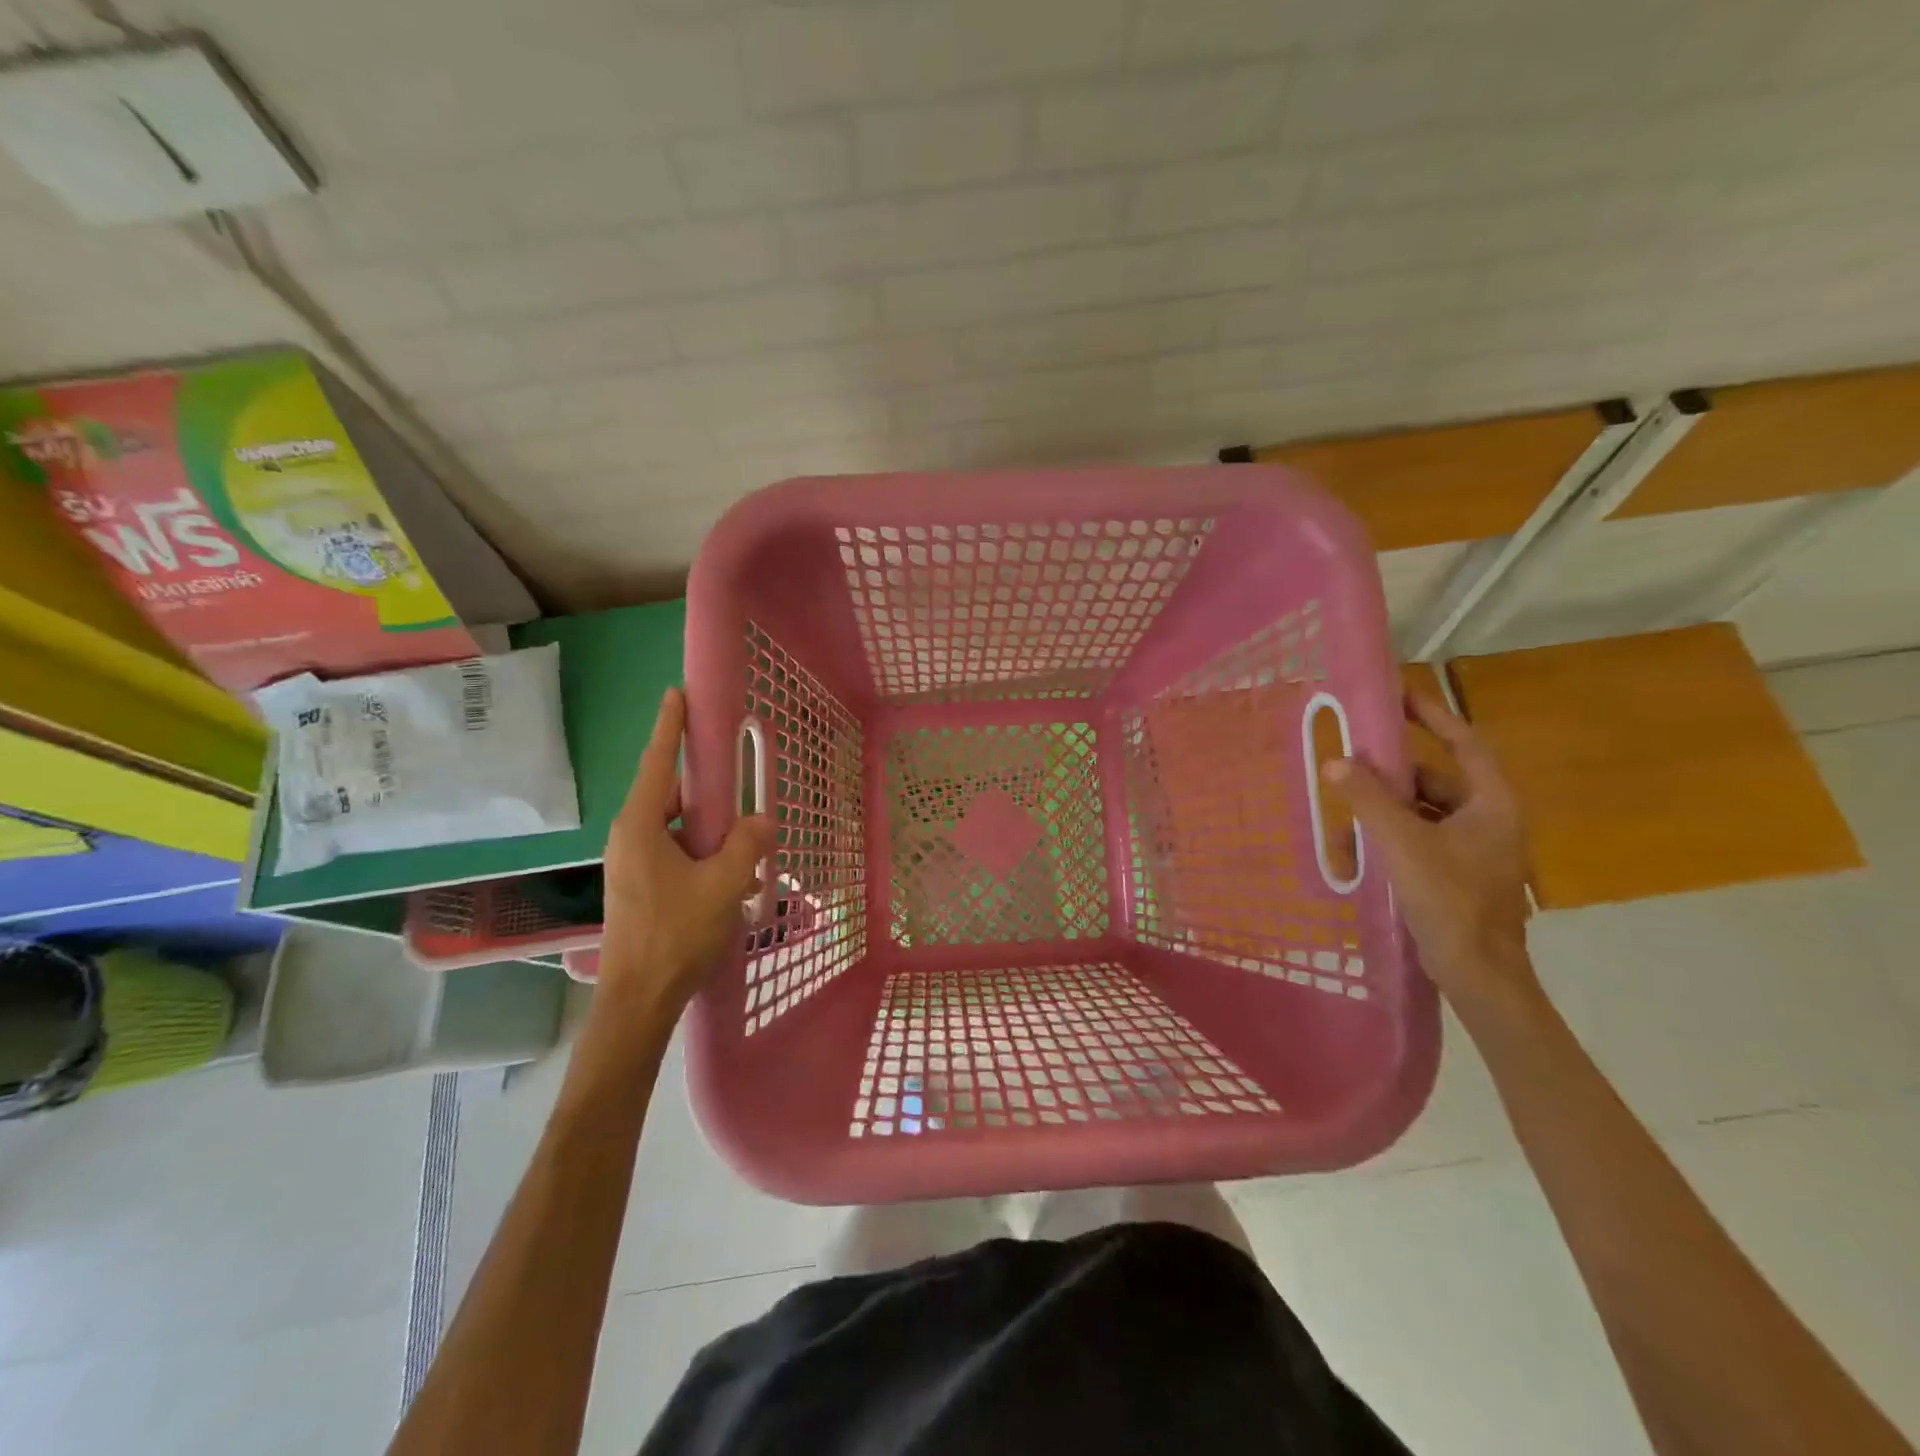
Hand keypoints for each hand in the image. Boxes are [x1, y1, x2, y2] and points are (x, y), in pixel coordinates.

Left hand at [599, 687, 772, 1014]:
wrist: (638, 1000)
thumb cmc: (675, 935)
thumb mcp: (723, 885)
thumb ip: (747, 845)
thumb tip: (762, 819)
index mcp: (640, 827)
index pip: (658, 763)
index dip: (670, 727)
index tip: (677, 694)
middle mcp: (629, 837)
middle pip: (670, 795)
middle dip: (705, 789)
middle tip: (739, 784)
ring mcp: (631, 864)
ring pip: (675, 828)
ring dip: (708, 828)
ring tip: (744, 841)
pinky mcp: (639, 886)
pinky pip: (674, 852)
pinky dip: (701, 852)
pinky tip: (730, 874)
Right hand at [1322, 693, 1538, 1020]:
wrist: (1478, 973)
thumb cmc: (1450, 900)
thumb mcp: (1403, 843)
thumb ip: (1368, 800)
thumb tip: (1335, 761)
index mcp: (1491, 804)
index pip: (1464, 744)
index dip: (1434, 716)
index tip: (1400, 696)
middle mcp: (1487, 820)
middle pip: (1434, 780)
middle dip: (1390, 776)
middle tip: (1350, 762)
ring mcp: (1473, 849)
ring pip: (1421, 813)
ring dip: (1383, 812)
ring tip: (1343, 816)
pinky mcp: (1456, 874)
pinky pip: (1417, 840)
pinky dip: (1389, 839)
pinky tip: (1356, 852)